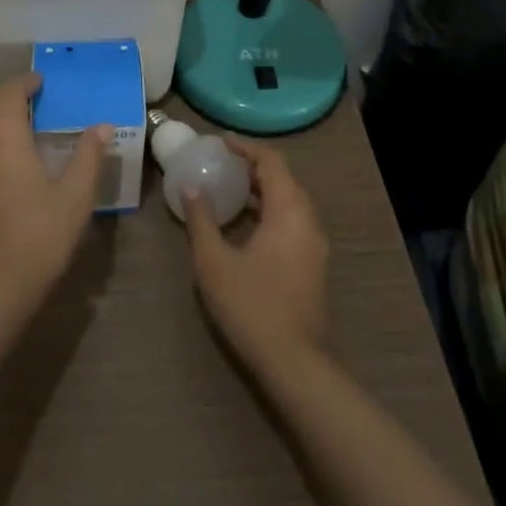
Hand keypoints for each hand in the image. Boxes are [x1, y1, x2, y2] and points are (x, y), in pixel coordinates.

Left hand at [0, 74, 109, 311]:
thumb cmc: (39, 236)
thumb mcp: (76, 196)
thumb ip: (88, 155)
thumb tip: (103, 126)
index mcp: (5, 136)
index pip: (10, 91)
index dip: (26, 82)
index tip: (43, 84)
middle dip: (4, 94)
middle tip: (31, 104)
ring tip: (19, 128)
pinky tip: (5, 159)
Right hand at [185, 138, 328, 363]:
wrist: (295, 364)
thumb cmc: (252, 306)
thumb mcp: (214, 262)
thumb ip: (201, 220)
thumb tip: (191, 187)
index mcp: (289, 210)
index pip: (271, 162)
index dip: (246, 148)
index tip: (221, 142)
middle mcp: (308, 219)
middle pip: (283, 179)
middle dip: (253, 167)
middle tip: (222, 164)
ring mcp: (314, 244)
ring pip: (290, 202)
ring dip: (263, 190)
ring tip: (230, 189)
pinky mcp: (313, 264)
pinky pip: (292, 221)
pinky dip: (270, 211)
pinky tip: (246, 225)